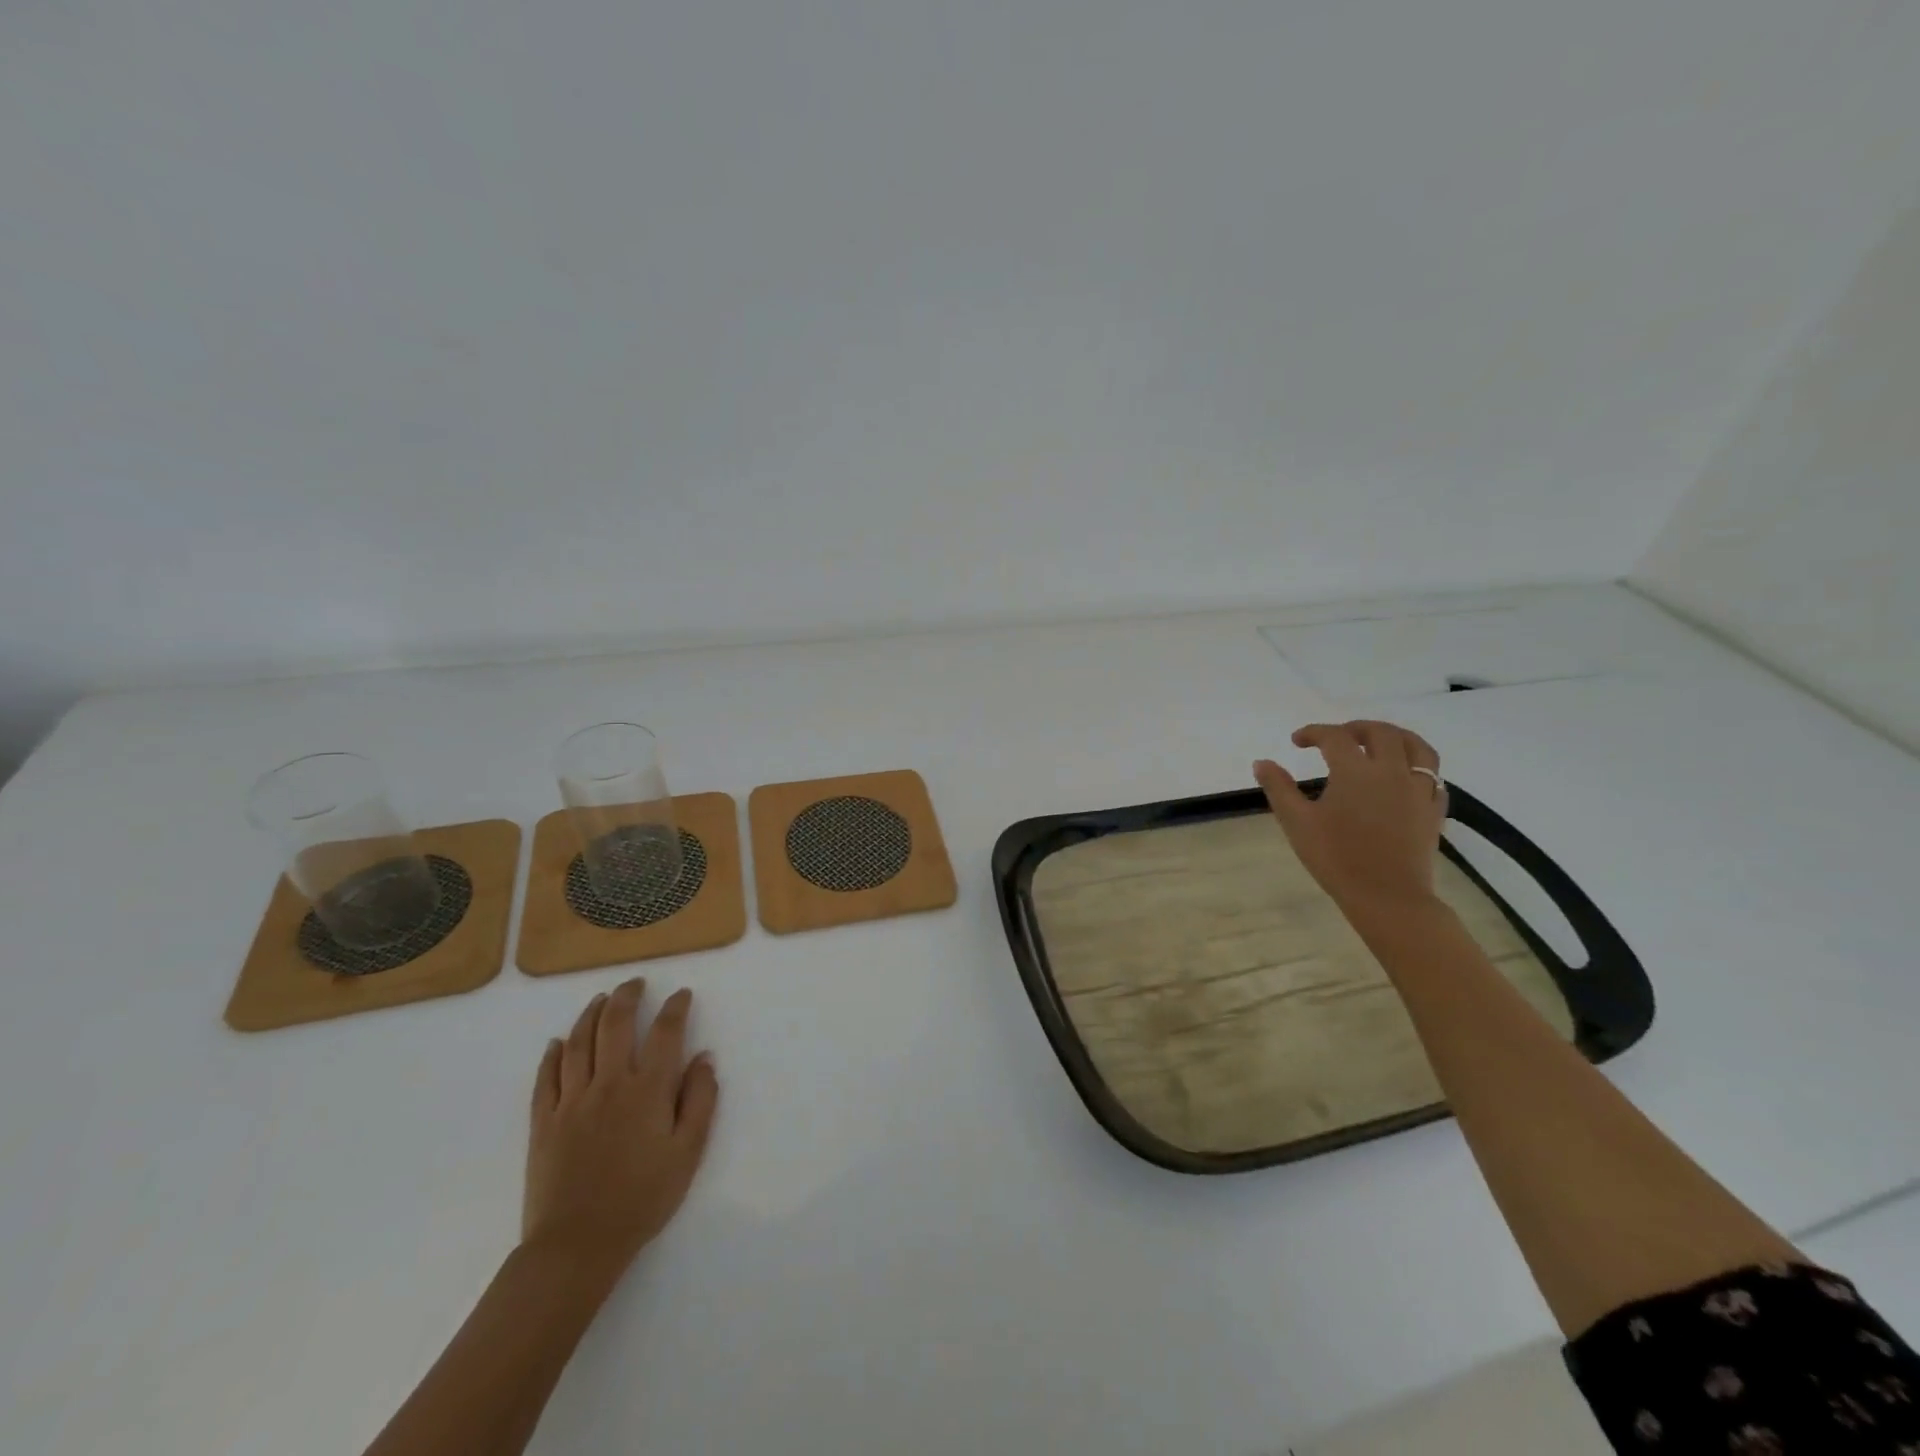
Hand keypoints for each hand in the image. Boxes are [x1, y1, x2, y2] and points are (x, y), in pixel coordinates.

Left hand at [523, 979, 718, 1277]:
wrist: (577, 1246)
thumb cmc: (642, 1199)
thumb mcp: (688, 1152)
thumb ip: (701, 1100)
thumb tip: (705, 1057)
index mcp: (648, 1090)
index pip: (666, 1032)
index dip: (676, 1007)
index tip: (682, 995)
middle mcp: (609, 1083)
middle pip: (615, 1024)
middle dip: (627, 996)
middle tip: (635, 983)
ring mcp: (571, 1100)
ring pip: (577, 1042)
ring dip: (590, 1014)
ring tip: (600, 999)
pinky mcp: (543, 1121)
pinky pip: (545, 1077)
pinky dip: (551, 1054)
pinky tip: (557, 1042)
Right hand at [1254, 720, 1446, 915]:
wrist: (1388, 897)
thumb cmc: (1336, 858)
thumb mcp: (1297, 822)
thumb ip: (1279, 788)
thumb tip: (1262, 762)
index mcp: (1356, 771)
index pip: (1335, 737)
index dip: (1313, 732)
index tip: (1297, 741)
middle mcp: (1392, 771)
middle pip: (1381, 732)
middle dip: (1355, 728)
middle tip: (1336, 737)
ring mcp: (1419, 790)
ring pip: (1417, 748)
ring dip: (1396, 737)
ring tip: (1379, 743)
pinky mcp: (1434, 810)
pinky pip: (1433, 777)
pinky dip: (1417, 767)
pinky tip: (1405, 777)